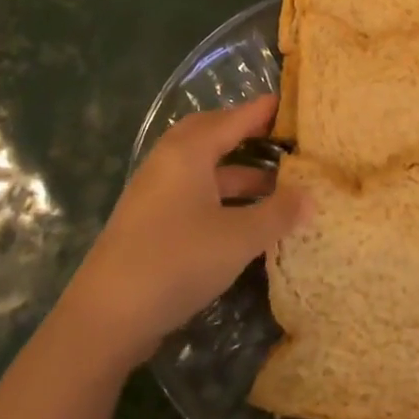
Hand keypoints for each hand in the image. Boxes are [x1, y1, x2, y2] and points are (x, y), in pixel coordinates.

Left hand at [57, 96, 304, 371]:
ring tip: (275, 185)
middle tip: (279, 138)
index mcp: (187, 152)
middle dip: (244, 134)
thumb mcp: (238, 238)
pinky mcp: (149, 219)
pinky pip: (192, 191)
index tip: (289, 103)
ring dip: (237, 171)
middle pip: (211, 135)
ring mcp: (154, 191)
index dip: (262, 111)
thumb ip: (277, 214)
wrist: (107, 315)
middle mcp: (168, 161)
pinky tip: (243, 217)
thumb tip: (311, 196)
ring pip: (202, 167)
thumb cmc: (177, 261)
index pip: (233, 119)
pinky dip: (220, 194)